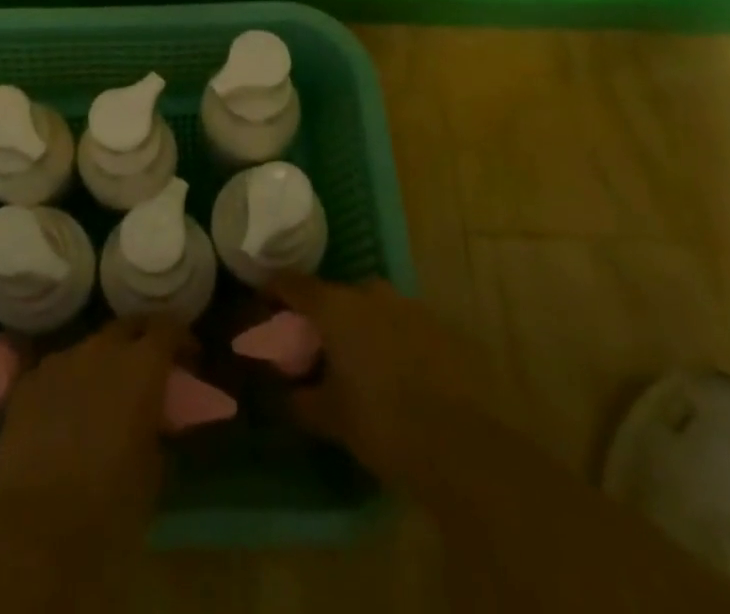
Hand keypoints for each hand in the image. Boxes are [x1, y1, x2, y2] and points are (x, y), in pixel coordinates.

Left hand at [0, 317, 183, 542]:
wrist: (35, 529)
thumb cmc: (109, 506)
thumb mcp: (154, 471)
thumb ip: (158, 428)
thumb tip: (154, 418)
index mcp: (140, 367)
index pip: (167, 328)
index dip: (181, 339)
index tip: (189, 360)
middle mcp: (100, 350)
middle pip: (126, 327)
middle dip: (140, 341)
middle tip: (147, 372)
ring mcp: (60, 360)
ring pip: (89, 348)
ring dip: (102, 365)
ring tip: (103, 398)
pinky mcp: (27, 382)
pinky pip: (57, 372)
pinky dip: (68, 385)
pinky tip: (65, 417)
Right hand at [270, 275, 488, 501]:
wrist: (467, 446)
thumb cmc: (384, 424)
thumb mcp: (331, 418)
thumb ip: (300, 400)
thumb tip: (282, 393)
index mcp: (336, 307)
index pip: (292, 283)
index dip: (274, 290)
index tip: (263, 302)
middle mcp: (371, 293)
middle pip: (337, 295)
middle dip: (325, 316)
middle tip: (318, 347)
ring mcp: (411, 307)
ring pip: (375, 309)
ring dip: (363, 328)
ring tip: (362, 364)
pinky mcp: (444, 328)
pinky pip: (407, 327)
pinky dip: (396, 342)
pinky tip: (401, 375)